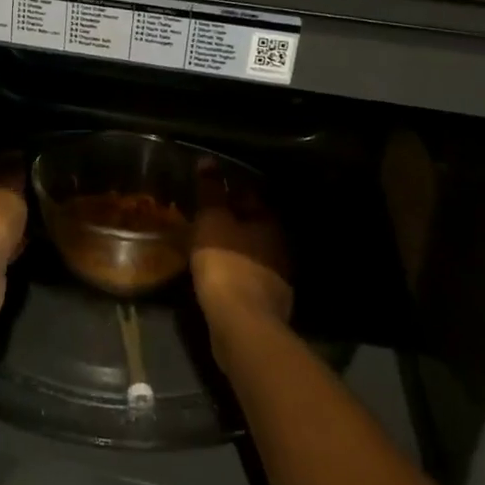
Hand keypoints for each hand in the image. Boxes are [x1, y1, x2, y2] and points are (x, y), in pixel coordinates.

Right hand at [191, 161, 291, 347]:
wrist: (242, 324)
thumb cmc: (226, 263)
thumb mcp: (212, 220)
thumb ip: (210, 191)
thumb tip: (208, 160)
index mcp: (270, 222)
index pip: (250, 195)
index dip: (229, 189)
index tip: (208, 189)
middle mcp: (280, 246)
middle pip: (253, 224)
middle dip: (232, 219)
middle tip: (204, 216)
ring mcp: (277, 277)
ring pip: (251, 251)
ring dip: (232, 247)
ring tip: (205, 244)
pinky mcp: (267, 302)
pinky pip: (247, 276)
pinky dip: (232, 270)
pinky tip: (215, 273)